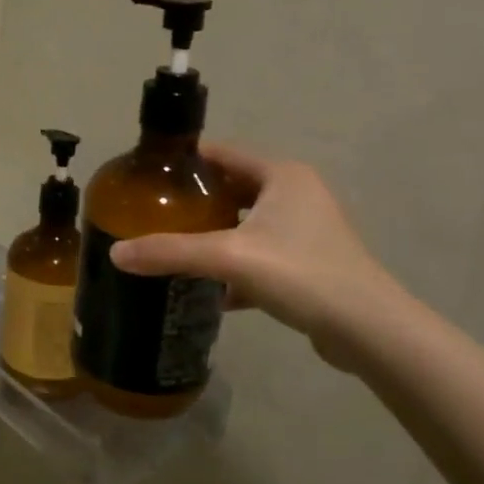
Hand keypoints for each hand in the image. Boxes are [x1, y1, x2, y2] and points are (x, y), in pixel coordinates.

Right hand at [109, 145, 404, 366]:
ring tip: (175, 245)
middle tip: (154, 212)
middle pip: (233, 188)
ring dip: (215, 233)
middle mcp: (297, 194)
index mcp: (282, 176)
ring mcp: (306, 229)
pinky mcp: (310, 263)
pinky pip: (261, 254)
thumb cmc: (300, 274)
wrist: (368, 330)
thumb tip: (115, 254)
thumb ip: (170, 252)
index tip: (148, 175)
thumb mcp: (228, 258)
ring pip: (247, 223)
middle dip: (196, 200)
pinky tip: (211, 288)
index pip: (222, 153)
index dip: (185, 160)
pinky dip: (236, 265)